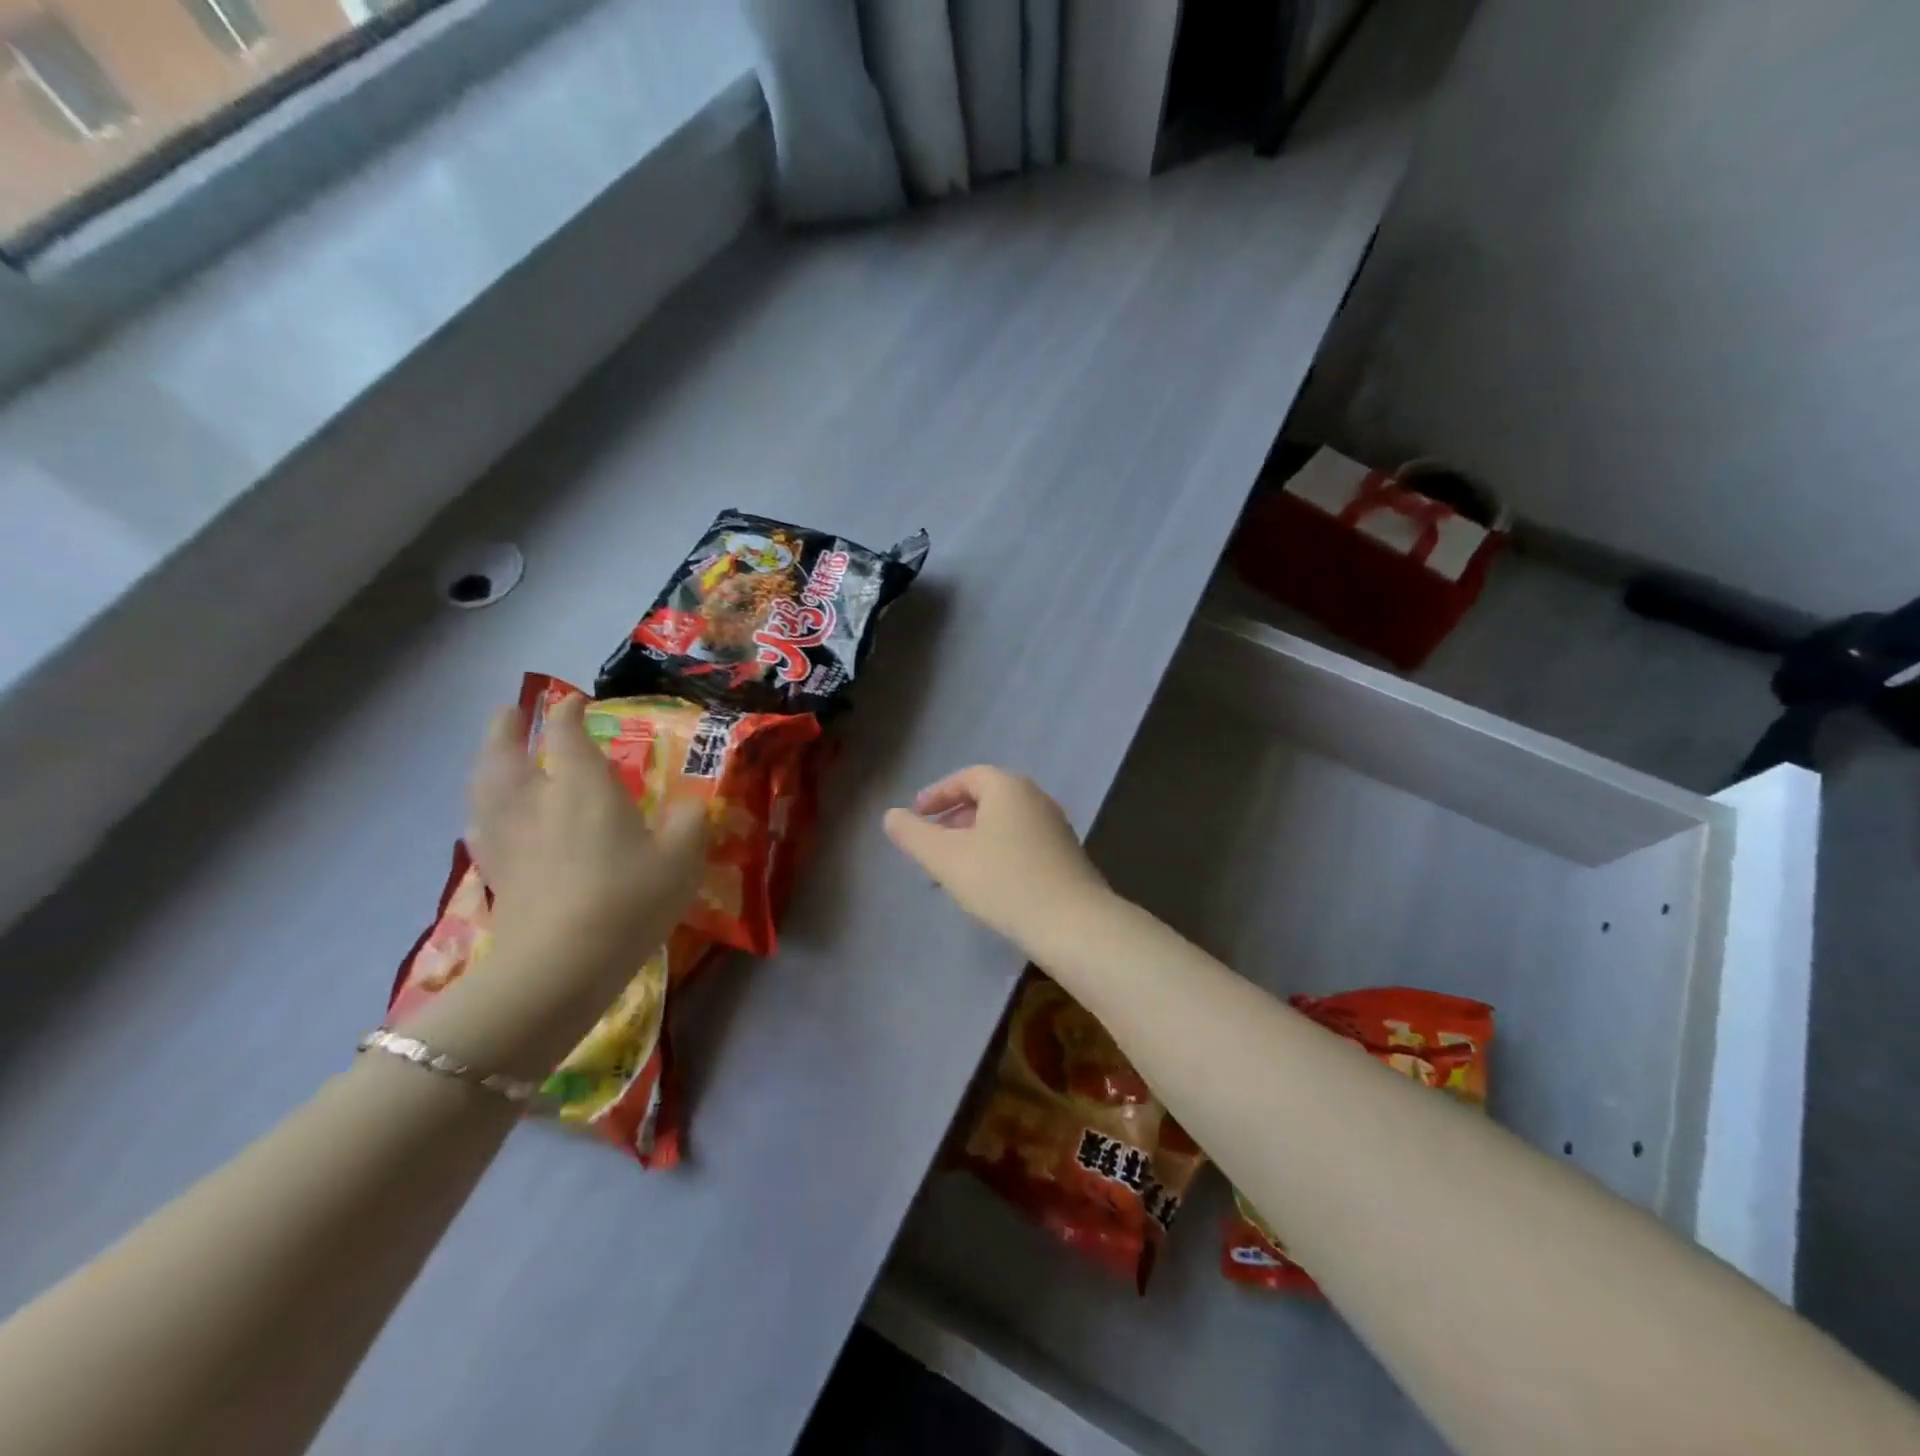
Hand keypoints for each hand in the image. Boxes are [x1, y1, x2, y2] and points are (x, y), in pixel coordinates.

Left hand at [466, 693, 707, 968]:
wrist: (559, 966)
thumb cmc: (627, 901)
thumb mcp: (681, 860)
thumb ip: (691, 823)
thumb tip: (693, 805)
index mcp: (583, 785)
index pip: (566, 732)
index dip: (568, 711)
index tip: (575, 701)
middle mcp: (537, 799)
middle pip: (506, 751)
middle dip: (507, 727)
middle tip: (510, 712)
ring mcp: (508, 836)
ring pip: (484, 785)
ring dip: (486, 761)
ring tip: (491, 754)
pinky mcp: (494, 871)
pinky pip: (479, 825)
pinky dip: (481, 808)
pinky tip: (485, 815)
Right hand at [884, 766, 1110, 955]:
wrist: (1073, 924)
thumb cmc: (1003, 882)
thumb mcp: (946, 858)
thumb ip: (913, 835)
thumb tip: (891, 816)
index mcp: (1008, 788)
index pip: (967, 777)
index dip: (937, 794)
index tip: (916, 815)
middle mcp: (1035, 798)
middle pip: (987, 799)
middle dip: (954, 819)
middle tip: (930, 843)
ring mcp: (1055, 827)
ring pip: (1004, 824)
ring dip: (974, 839)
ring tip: (953, 869)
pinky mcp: (1065, 856)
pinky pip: (1021, 843)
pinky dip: (997, 853)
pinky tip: (988, 885)